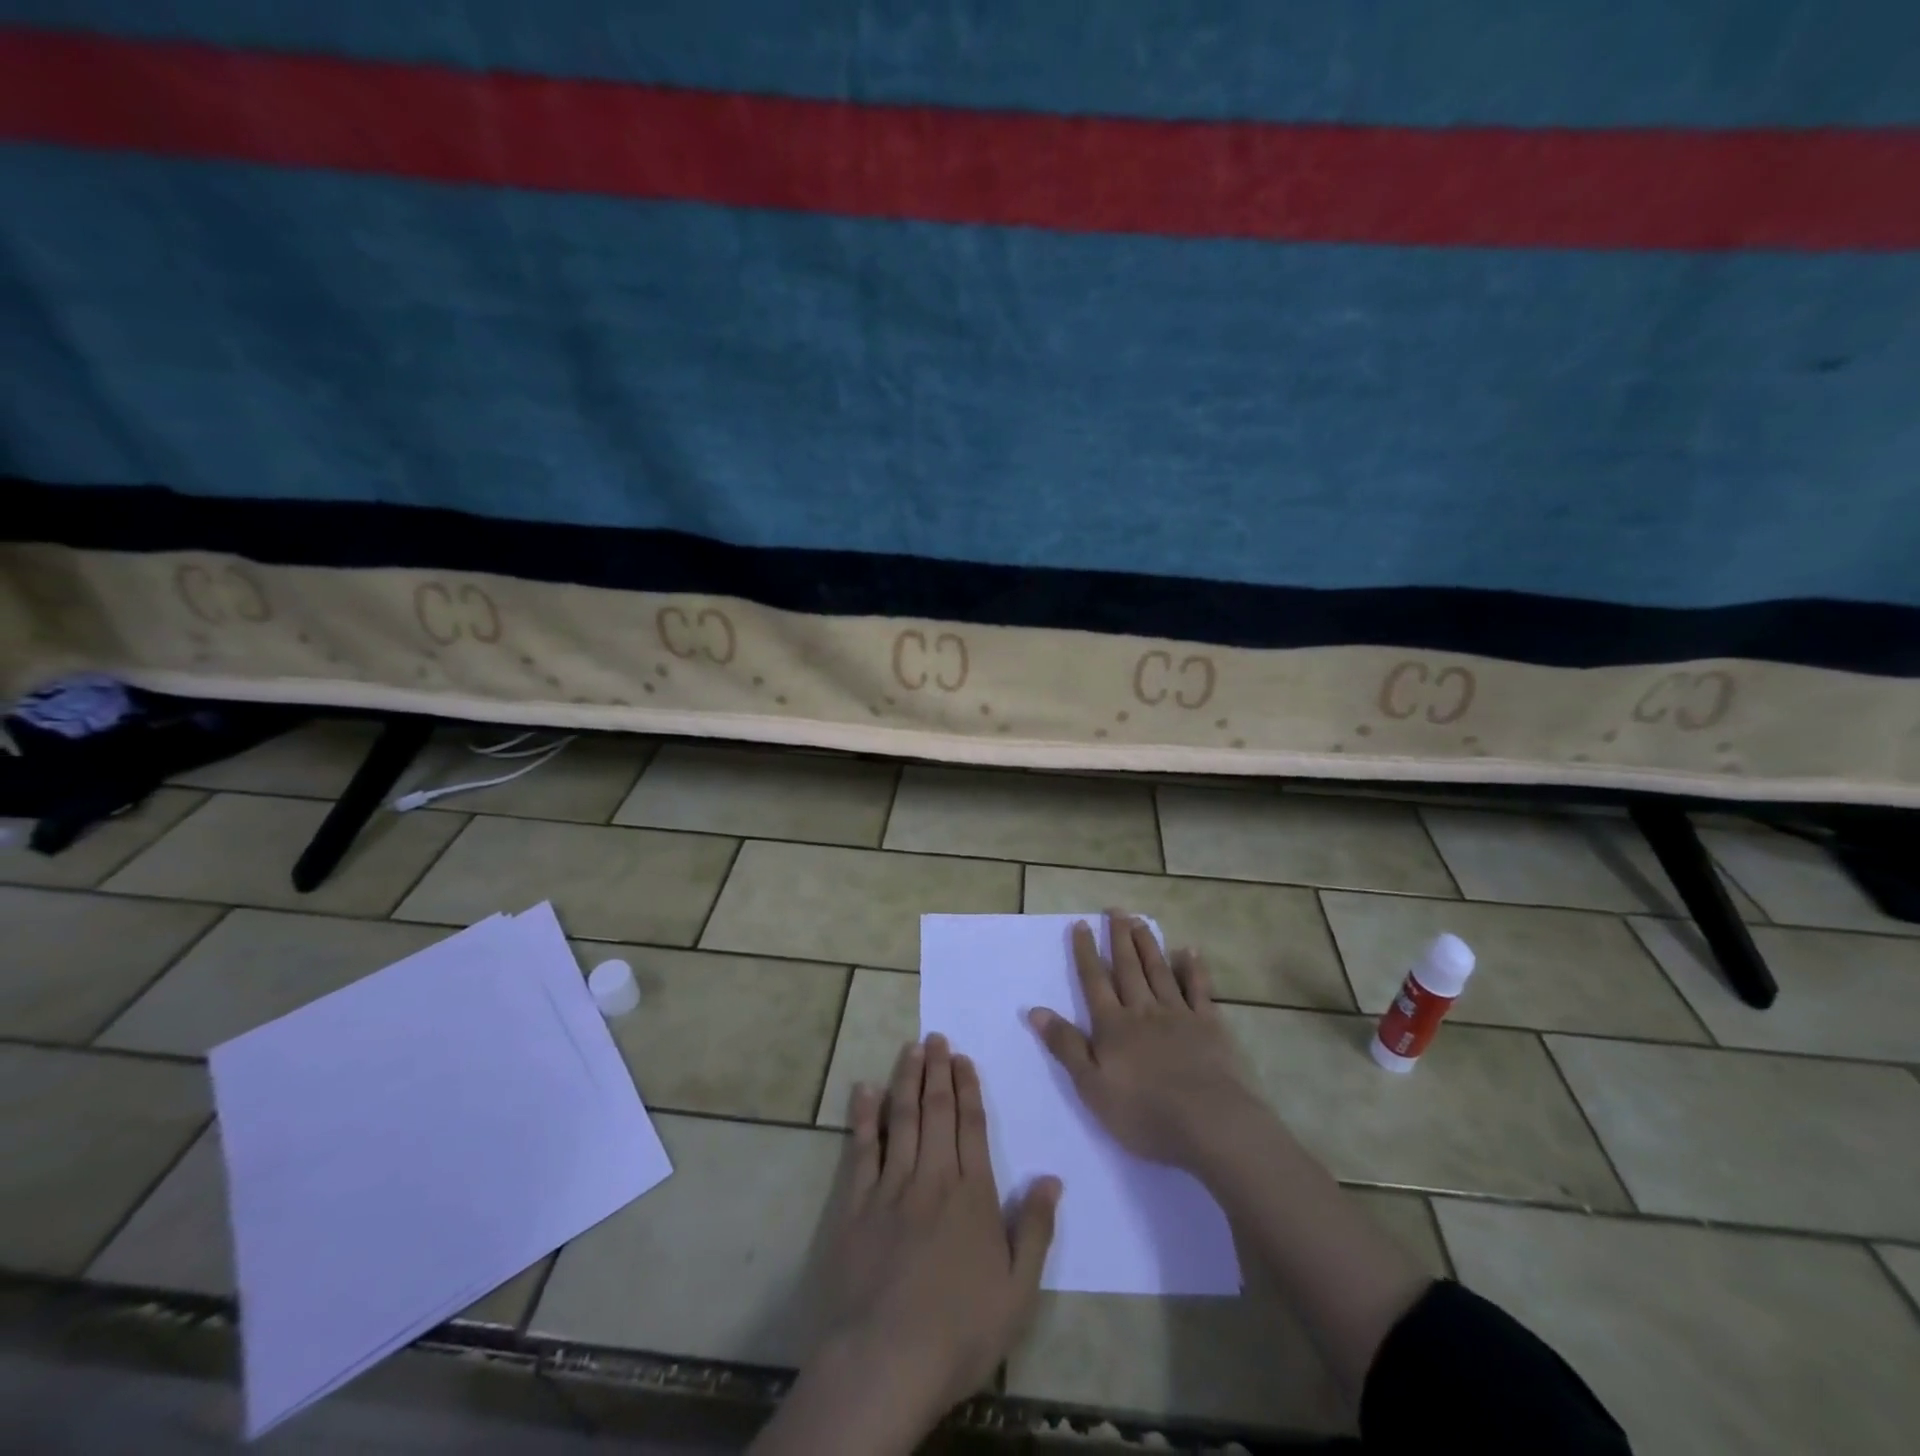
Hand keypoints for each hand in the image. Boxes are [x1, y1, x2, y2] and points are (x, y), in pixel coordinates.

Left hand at [803, 1036, 1059, 1439]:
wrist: (886, 1361)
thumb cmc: (960, 1331)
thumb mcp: (1018, 1293)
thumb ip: (1036, 1230)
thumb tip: (1051, 1178)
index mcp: (972, 1195)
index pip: (971, 1126)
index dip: (968, 1088)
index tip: (963, 1058)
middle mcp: (932, 1178)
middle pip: (936, 1112)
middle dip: (937, 1071)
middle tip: (936, 1037)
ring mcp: (891, 1187)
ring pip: (902, 1119)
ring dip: (906, 1080)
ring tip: (910, 1048)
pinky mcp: (856, 1204)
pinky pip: (861, 1149)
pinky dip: (864, 1116)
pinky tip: (864, 1090)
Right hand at [1029, 911, 1264, 1171]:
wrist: (1208, 1122)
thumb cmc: (1143, 1112)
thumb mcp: (1091, 1086)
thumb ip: (1065, 1045)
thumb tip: (1035, 1010)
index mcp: (1113, 1026)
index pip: (1094, 981)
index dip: (1085, 952)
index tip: (1080, 924)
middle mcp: (1143, 1011)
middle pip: (1128, 967)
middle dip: (1119, 937)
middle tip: (1114, 910)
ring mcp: (1178, 1015)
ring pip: (1159, 971)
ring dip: (1148, 944)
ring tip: (1140, 921)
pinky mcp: (1209, 1026)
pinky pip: (1199, 989)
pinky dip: (1193, 968)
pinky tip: (1189, 951)